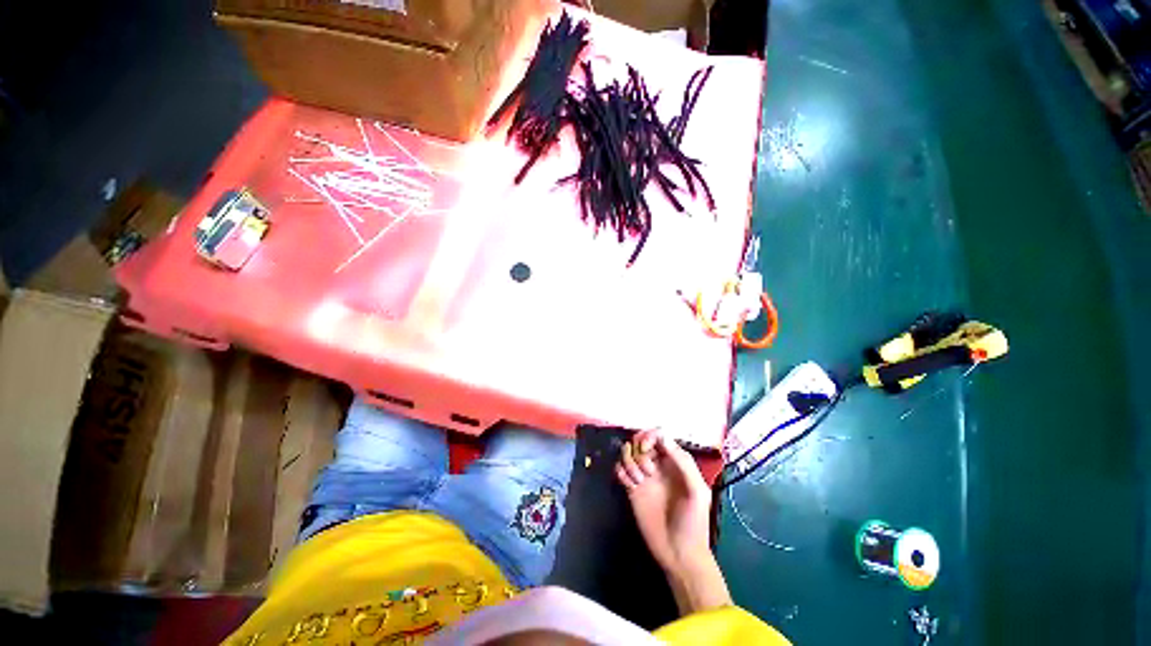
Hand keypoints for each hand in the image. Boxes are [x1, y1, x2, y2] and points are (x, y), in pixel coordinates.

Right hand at [615, 430, 711, 574]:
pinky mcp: (632, 490)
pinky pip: (620, 470)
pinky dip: (621, 471)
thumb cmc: (694, 523)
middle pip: (640, 441)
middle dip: (638, 447)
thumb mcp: (697, 491)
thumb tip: (663, 437)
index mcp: (675, 463)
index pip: (659, 436)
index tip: (646, 447)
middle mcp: (658, 466)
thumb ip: (683, 463)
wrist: (679, 555)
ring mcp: (644, 477)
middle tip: (645, 467)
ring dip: (629, 460)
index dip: (650, 436)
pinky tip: (630, 485)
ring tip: (639, 480)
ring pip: (628, 453)